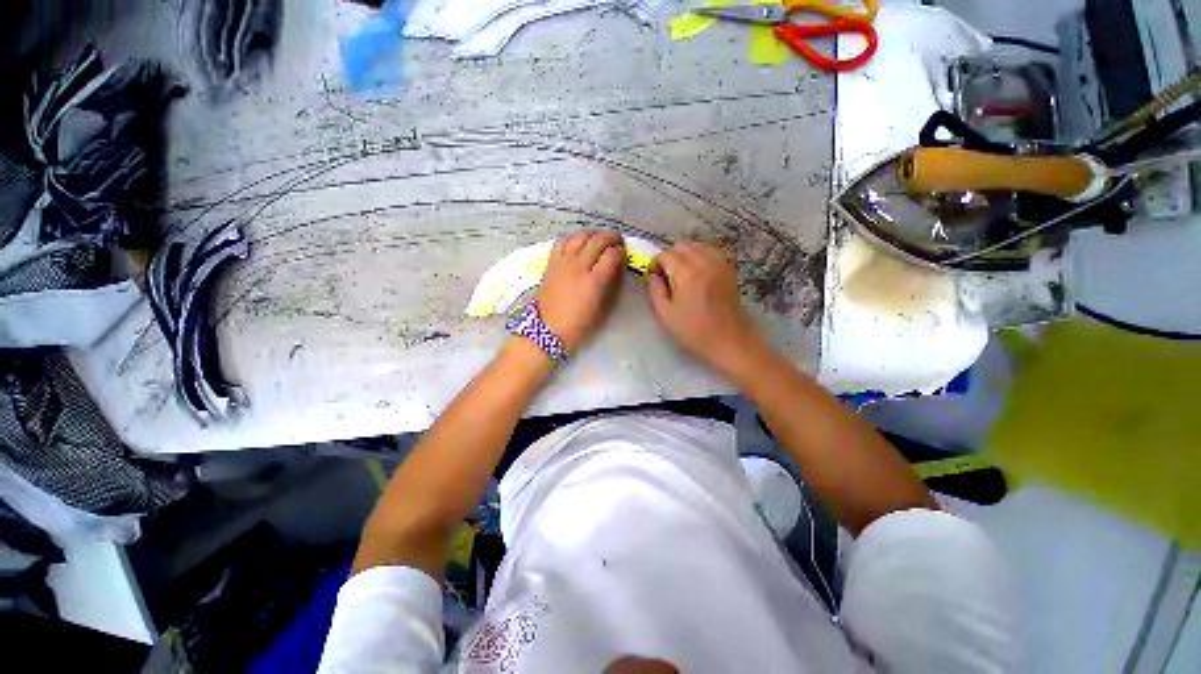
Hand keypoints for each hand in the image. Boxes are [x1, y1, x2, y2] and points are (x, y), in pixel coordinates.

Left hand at [536, 231, 624, 351]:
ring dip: (592, 234)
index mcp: (593, 281)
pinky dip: (573, 238)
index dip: (620, 251)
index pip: (611, 255)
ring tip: (599, 239)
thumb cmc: (578, 325)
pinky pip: (562, 242)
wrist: (547, 330)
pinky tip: (578, 242)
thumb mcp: (601, 308)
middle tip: (617, 240)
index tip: (624, 253)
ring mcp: (562, 263)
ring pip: (579, 237)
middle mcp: (578, 266)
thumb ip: (609, 285)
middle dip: (610, 238)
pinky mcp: (551, 263)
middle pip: (597, 241)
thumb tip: (615, 268)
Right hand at [647, 240, 763, 376]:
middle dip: (670, 257)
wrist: (729, 341)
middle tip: (667, 277)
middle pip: (682, 245)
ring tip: (682, 276)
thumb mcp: (665, 314)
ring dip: (685, 255)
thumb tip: (653, 275)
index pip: (665, 255)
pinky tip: (698, 275)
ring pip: (697, 246)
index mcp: (686, 272)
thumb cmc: (694, 331)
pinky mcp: (729, 269)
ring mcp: (719, 263)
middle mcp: (704, 261)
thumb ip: (655, 289)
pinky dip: (700, 257)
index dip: (655, 264)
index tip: (653, 279)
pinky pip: (711, 252)